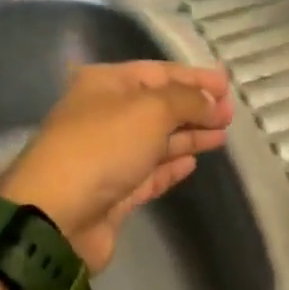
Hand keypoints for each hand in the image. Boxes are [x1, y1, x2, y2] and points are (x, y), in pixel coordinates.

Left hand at [0, 61, 235, 271]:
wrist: (58, 216)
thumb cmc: (103, 148)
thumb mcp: (151, 110)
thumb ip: (187, 100)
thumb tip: (211, 103)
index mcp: (105, 85)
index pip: (157, 72)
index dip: (194, 77)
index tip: (227, 87)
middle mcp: (105, 116)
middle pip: (158, 106)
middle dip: (195, 108)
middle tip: (230, 115)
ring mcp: (109, 156)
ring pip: (157, 140)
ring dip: (189, 135)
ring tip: (221, 136)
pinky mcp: (115, 192)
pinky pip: (150, 172)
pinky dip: (172, 165)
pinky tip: (194, 161)